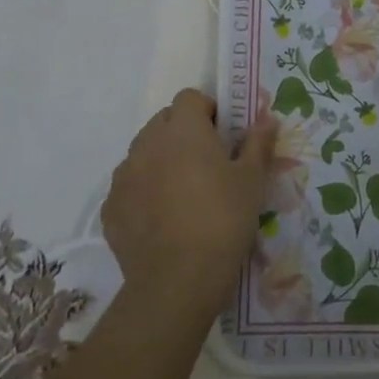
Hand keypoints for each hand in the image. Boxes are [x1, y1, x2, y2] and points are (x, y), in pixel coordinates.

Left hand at [101, 89, 275, 323]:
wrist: (177, 281)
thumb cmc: (223, 220)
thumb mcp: (252, 180)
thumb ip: (258, 143)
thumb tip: (268, 118)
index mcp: (183, 129)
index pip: (190, 98)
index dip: (207, 110)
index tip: (223, 135)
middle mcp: (148, 143)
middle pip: (164, 122)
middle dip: (183, 133)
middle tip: (207, 164)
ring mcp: (124, 175)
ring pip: (143, 153)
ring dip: (161, 161)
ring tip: (183, 194)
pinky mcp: (111, 207)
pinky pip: (129, 187)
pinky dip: (144, 193)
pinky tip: (162, 220)